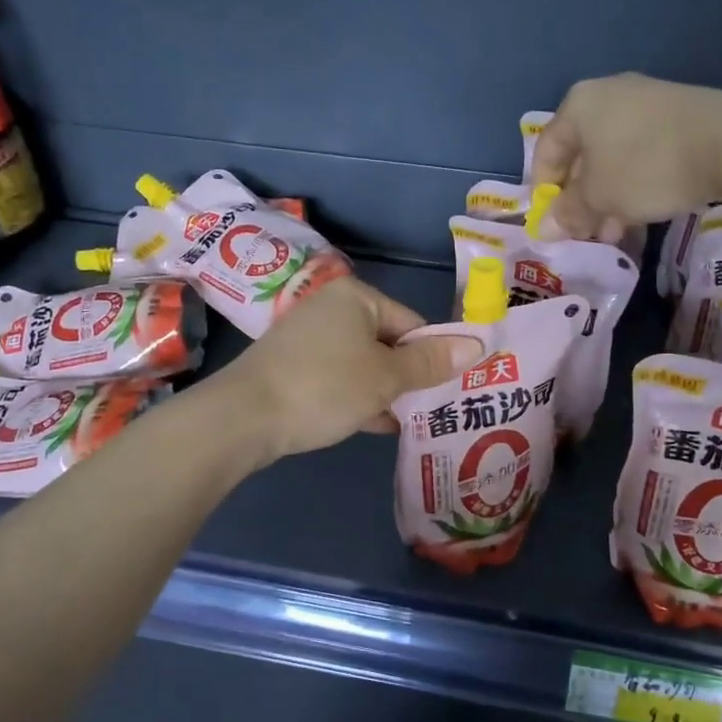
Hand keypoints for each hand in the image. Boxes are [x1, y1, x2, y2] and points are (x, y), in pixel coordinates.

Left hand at [218, 278, 481, 462]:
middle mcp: (330, 308)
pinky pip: (338, 378)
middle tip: (429, 409)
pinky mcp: (292, 367)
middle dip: (407, 377)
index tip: (446, 390)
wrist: (243, 418)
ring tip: (407, 421)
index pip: (412, 322)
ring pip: (362, 363)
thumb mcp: (386, 376)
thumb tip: (477, 344)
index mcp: (356, 297)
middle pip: (387, 342)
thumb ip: (430, 362)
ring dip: (384, 391)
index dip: (432, 356)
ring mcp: (308, 338)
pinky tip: (373, 424)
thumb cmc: (325, 386)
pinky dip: (356, 397)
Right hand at [530, 73, 721, 238]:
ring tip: (615, 232)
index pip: (545, 152)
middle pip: (580, 155)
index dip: (544, 192)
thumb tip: (544, 228)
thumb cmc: (645, 168)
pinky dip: (634, 182)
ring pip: (612, 157)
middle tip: (587, 233)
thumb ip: (568, 213)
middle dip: (580, 199)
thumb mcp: (599, 197)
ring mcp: (645, 102)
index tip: (554, 224)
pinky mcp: (677, 115)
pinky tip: (642, 211)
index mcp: (578, 105)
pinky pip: (641, 152)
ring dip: (607, 197)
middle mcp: (607, 95)